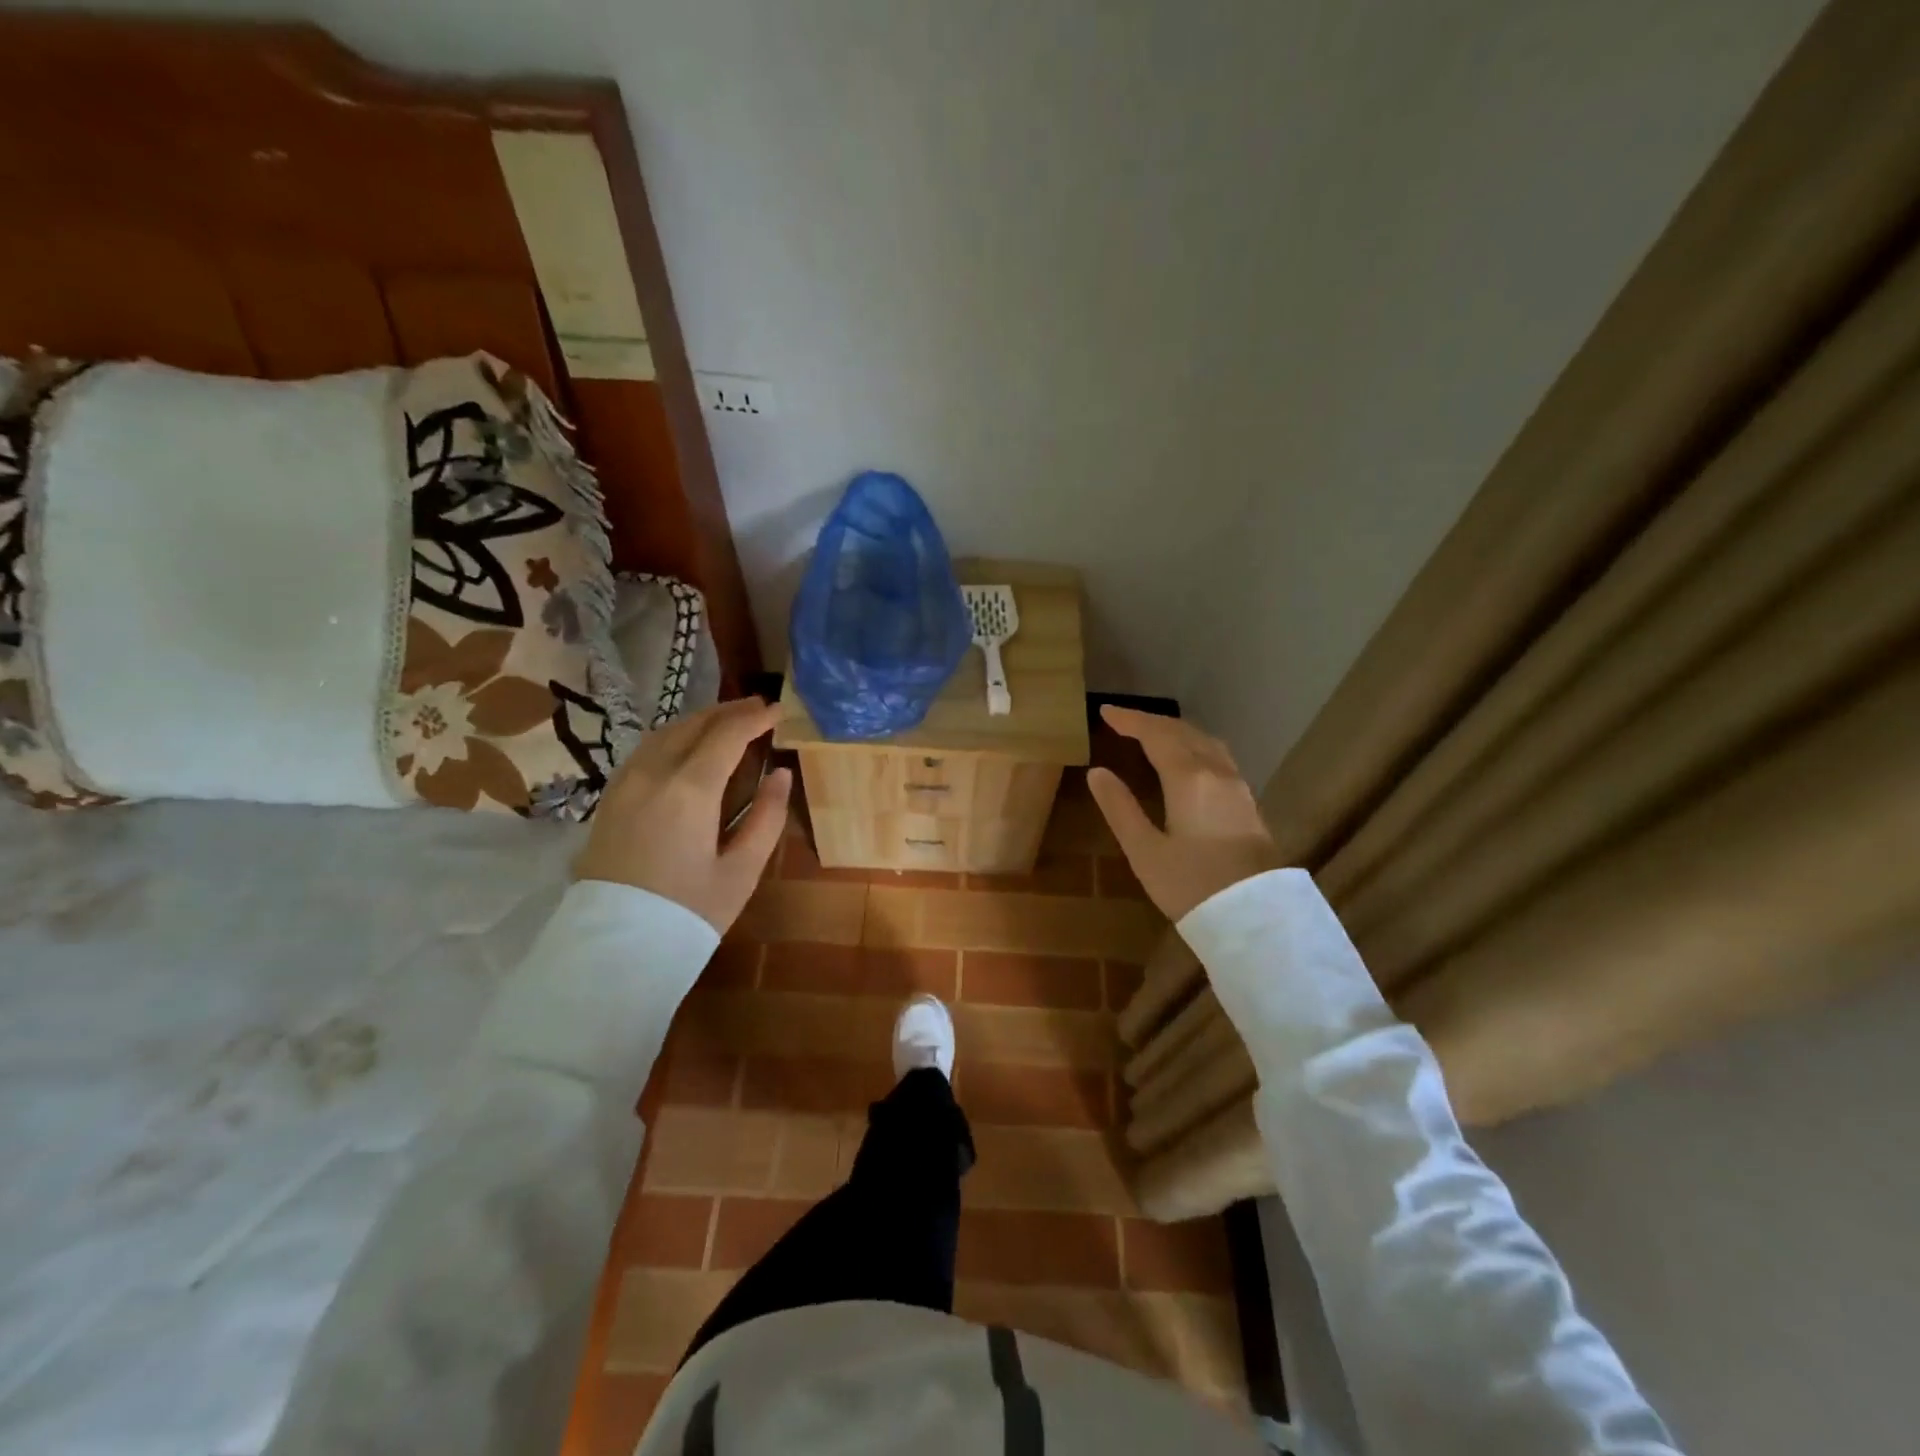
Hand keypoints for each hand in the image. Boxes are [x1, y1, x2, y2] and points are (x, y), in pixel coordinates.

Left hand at [573, 697, 790, 933]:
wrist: (614, 948)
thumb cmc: (688, 912)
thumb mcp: (741, 871)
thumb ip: (766, 817)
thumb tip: (781, 775)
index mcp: (690, 790)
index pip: (726, 735)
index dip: (755, 718)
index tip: (779, 710)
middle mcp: (653, 774)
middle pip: (693, 725)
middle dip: (728, 712)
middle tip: (758, 709)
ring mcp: (625, 784)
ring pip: (665, 733)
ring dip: (699, 721)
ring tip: (727, 722)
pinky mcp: (611, 798)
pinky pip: (646, 750)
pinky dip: (674, 737)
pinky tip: (687, 747)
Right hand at [1086, 705, 1285, 922]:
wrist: (1257, 918)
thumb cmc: (1192, 886)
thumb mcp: (1144, 850)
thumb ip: (1120, 808)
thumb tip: (1097, 772)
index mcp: (1189, 778)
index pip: (1156, 734)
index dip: (1130, 720)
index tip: (1105, 712)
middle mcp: (1217, 773)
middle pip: (1183, 732)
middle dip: (1151, 722)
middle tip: (1124, 721)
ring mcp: (1238, 787)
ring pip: (1206, 742)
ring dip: (1177, 731)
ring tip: (1154, 734)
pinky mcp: (1248, 804)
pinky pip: (1218, 757)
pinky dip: (1194, 746)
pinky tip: (1189, 761)